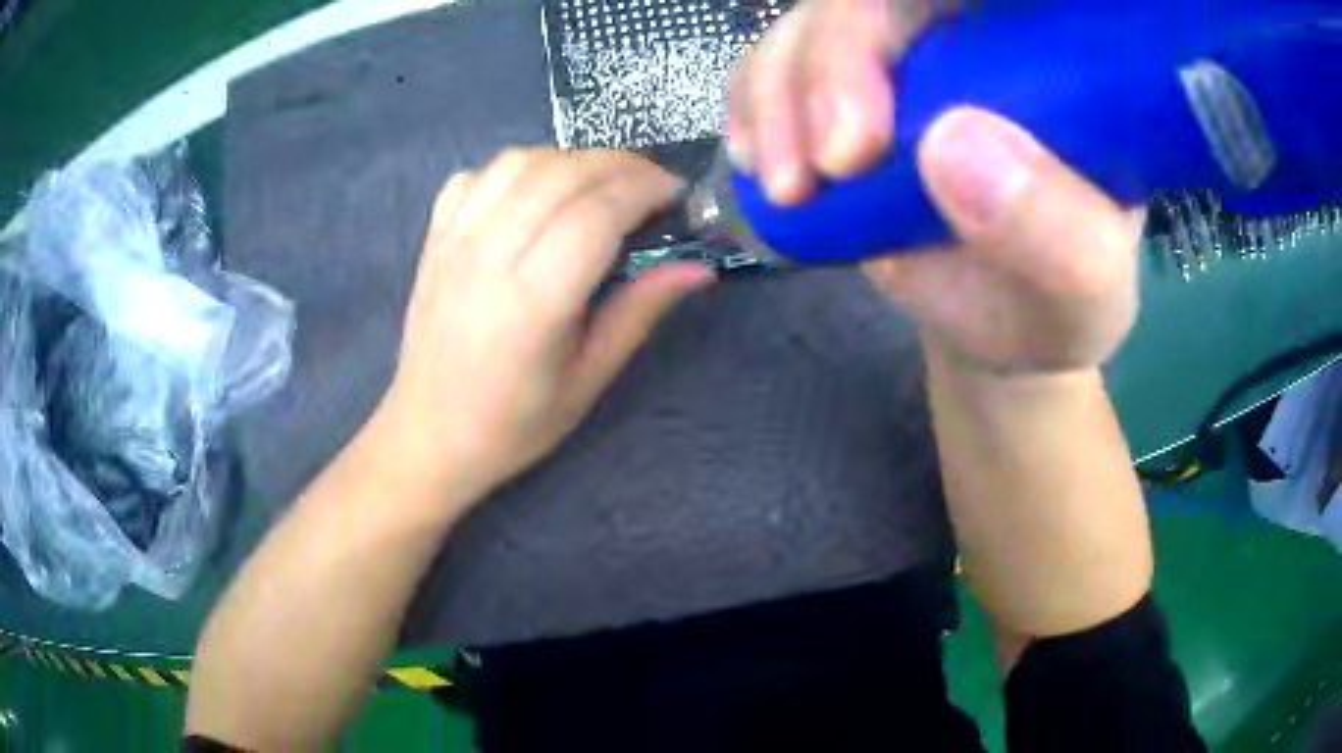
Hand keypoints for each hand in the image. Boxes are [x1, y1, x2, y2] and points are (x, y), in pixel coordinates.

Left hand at [377, 149, 714, 501]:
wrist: (429, 434)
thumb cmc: (514, 423)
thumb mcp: (588, 380)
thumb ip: (639, 313)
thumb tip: (698, 268)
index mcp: (534, 303)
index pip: (596, 213)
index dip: (644, 189)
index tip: (677, 194)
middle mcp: (490, 257)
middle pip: (561, 174)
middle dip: (620, 164)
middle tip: (652, 184)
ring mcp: (454, 242)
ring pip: (519, 162)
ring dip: (570, 159)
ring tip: (599, 185)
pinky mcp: (434, 239)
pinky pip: (476, 176)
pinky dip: (515, 169)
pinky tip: (534, 193)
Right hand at [729, 0, 1144, 372]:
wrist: (997, 326)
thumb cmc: (1053, 305)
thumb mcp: (1082, 289)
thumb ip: (1055, 232)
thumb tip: (949, 143)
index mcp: (1057, 65)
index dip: (908, 11)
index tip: (891, 102)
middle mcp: (976, 40)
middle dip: (835, 58)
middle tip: (835, 162)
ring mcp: (906, 57)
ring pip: (814, 20)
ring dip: (779, 94)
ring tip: (790, 189)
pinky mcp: (849, 87)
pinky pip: (775, 60)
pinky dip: (752, 107)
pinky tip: (762, 166)